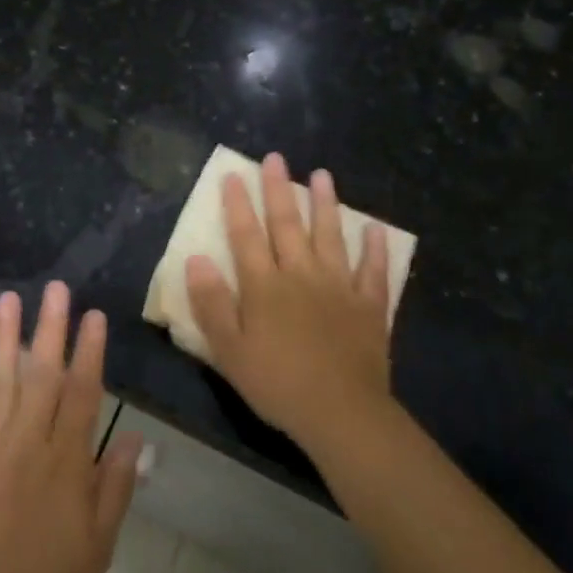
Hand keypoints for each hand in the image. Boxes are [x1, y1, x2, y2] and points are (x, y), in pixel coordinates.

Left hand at [0, 283, 141, 572]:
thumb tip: (133, 437)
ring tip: (6, 299)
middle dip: (50, 328)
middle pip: (42, 376)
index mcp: (65, 461)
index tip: (94, 315)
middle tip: (54, 289)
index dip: (90, 352)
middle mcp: (27, 443)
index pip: (82, 394)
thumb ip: (116, 485)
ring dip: (3, 339)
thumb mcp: (99, 542)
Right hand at [185, 153, 393, 448]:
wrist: (341, 413)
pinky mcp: (369, 306)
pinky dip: (375, 250)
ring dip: (326, 204)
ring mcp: (339, 287)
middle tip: (277, 158)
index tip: (232, 174)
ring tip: (323, 175)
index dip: (237, 204)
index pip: (246, 235)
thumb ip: (211, 303)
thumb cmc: (277, 383)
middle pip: (287, 225)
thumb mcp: (229, 349)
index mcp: (264, 286)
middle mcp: (301, 275)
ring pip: (330, 236)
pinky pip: (373, 271)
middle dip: (279, 190)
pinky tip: (376, 229)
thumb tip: (196, 258)